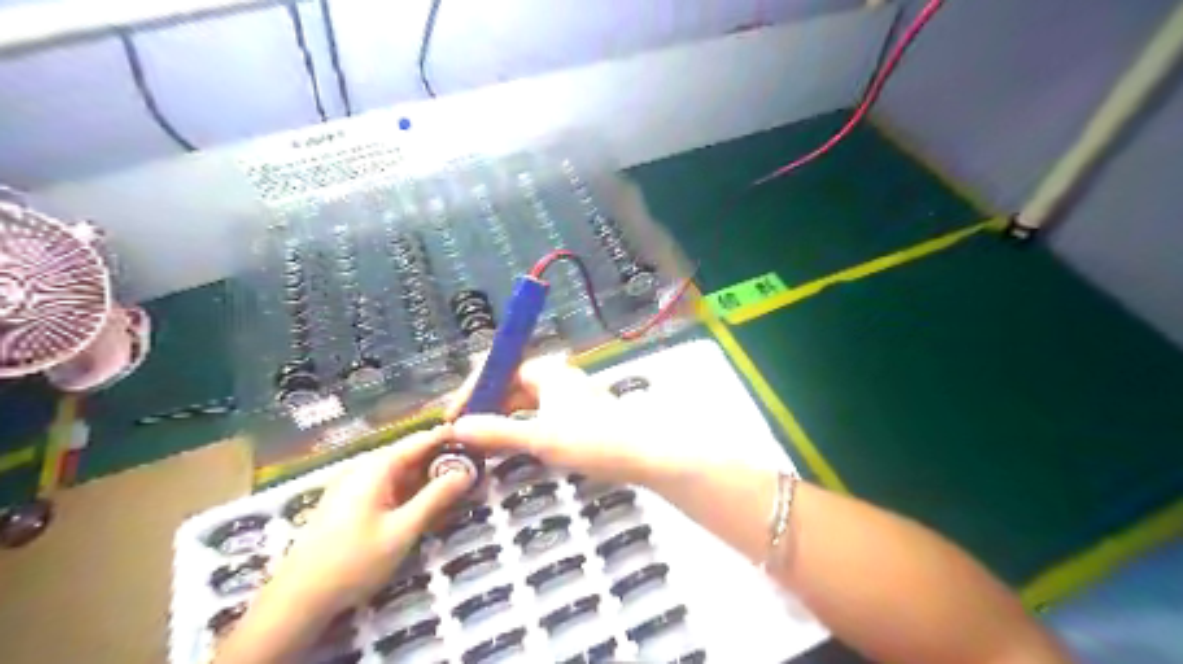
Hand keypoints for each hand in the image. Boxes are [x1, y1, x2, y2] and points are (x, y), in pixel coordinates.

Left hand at [268, 429, 471, 614]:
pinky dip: (411, 492)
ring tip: (459, 487)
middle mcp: (364, 468)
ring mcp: (355, 485)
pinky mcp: (351, 502)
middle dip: (443, 461)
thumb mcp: (403, 530)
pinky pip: (389, 487)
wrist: (298, 599)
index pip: (421, 440)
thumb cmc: (354, 561)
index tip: (479, 441)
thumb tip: (467, 472)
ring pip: (402, 473)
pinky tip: (428, 506)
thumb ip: (436, 497)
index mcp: (376, 467)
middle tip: (475, 469)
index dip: (450, 438)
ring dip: (429, 479)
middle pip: (412, 455)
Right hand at [447, 353, 683, 487]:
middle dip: (486, 407)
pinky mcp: (577, 416)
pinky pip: (539, 417)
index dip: (473, 391)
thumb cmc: (592, 440)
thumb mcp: (540, 438)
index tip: (455, 416)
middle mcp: (556, 378)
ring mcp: (568, 397)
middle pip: (510, 386)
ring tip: (482, 445)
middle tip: (464, 435)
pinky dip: (522, 429)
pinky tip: (513, 448)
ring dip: (503, 421)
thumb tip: (458, 428)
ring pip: (525, 404)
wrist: (644, 453)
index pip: (499, 369)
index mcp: (546, 371)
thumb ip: (498, 432)